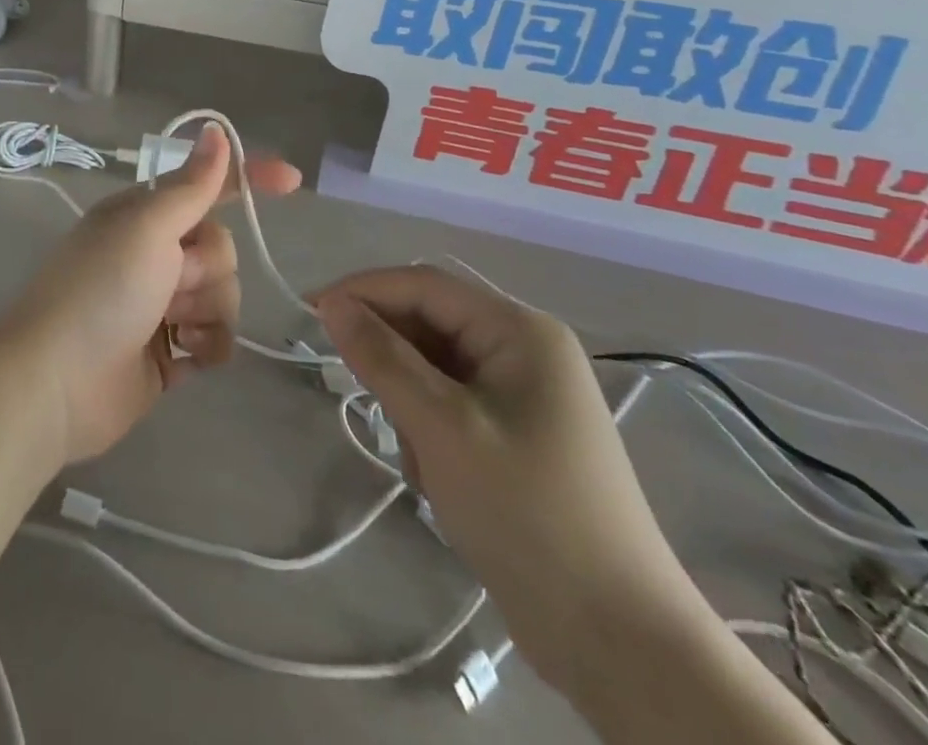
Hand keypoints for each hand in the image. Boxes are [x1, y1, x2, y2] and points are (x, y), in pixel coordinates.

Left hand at [0, 126, 301, 464]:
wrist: (57, 383)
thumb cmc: (102, 290)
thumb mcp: (148, 227)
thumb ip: (191, 185)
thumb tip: (215, 129)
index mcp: (144, 215)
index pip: (206, 187)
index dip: (247, 179)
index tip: (292, 182)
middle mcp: (152, 254)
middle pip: (221, 249)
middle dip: (207, 270)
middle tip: (171, 285)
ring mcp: (159, 305)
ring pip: (223, 296)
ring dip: (208, 313)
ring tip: (173, 329)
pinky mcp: (166, 352)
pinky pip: (214, 340)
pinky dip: (206, 348)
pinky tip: (184, 357)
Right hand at [312, 267, 704, 696]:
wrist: (617, 642)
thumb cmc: (527, 514)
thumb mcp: (442, 428)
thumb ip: (382, 358)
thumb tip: (331, 304)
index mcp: (520, 331)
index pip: (424, 285)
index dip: (364, 291)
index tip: (310, 313)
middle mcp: (525, 350)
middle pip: (431, 323)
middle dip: (391, 357)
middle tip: (358, 394)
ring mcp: (524, 394)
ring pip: (435, 367)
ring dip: (409, 401)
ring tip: (417, 458)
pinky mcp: (517, 433)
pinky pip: (451, 403)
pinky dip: (429, 429)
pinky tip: (436, 477)